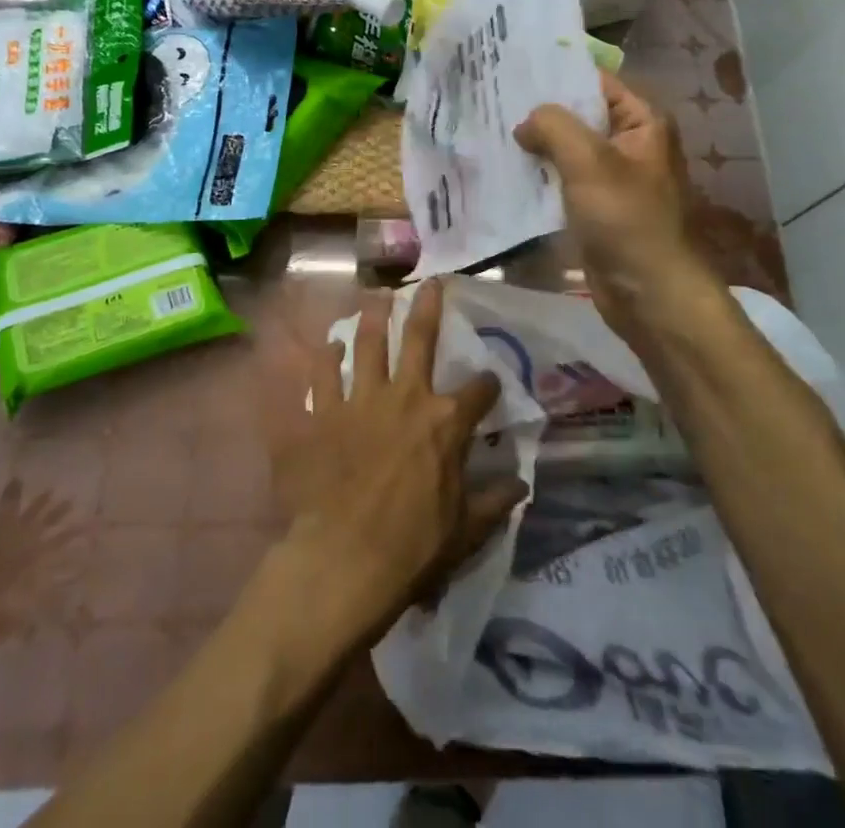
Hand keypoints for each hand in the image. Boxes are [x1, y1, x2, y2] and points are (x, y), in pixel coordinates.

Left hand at [278, 280, 527, 643]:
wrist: (344, 561)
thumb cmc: (414, 548)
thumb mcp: (466, 530)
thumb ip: (494, 502)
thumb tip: (522, 485)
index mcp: (445, 422)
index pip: (479, 391)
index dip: (488, 384)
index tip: (490, 382)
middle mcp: (405, 398)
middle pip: (419, 340)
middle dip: (428, 307)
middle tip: (430, 282)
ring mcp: (360, 401)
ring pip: (367, 345)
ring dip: (372, 318)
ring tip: (376, 296)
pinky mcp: (322, 416)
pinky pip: (321, 377)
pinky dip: (325, 359)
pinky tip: (329, 345)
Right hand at [515, 72, 718, 345]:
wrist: (649, 293)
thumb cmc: (626, 218)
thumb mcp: (589, 161)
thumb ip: (554, 126)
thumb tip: (525, 123)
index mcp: (642, 123)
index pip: (596, 83)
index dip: (557, 74)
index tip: (512, 69)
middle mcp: (629, 145)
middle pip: (579, 116)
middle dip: (539, 112)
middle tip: (491, 100)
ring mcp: (612, 179)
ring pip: (567, 152)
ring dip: (535, 147)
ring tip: (489, 131)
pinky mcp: (595, 209)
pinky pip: (562, 183)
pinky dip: (538, 177)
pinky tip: (504, 171)